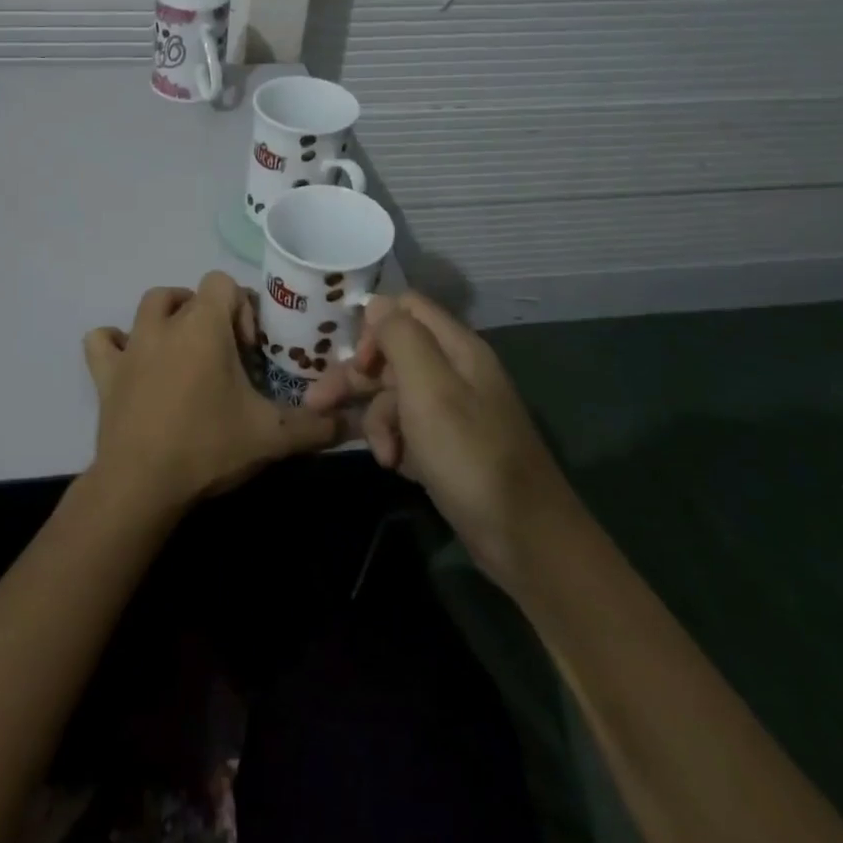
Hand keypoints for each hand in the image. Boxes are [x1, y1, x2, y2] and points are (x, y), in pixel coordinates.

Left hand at [83, 273, 337, 516]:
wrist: (141, 484)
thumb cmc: (208, 447)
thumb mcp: (271, 437)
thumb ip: (316, 426)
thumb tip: (352, 424)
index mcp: (203, 327)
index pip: (222, 282)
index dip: (241, 308)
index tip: (250, 350)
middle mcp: (164, 325)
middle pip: (187, 294)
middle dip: (208, 315)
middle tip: (224, 354)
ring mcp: (130, 347)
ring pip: (148, 306)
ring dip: (168, 318)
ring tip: (184, 352)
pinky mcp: (105, 374)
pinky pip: (103, 341)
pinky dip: (116, 343)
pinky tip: (132, 362)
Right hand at [305, 293, 572, 568]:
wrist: (524, 538)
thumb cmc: (471, 456)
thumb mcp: (429, 390)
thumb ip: (401, 338)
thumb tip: (376, 303)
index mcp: (456, 349)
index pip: (405, 309)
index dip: (374, 328)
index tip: (356, 363)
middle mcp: (454, 372)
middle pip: (393, 355)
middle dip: (356, 379)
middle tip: (317, 404)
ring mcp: (452, 411)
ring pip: (394, 396)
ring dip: (377, 421)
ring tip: (382, 456)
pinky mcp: (448, 446)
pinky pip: (407, 429)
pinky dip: (395, 444)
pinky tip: (395, 466)